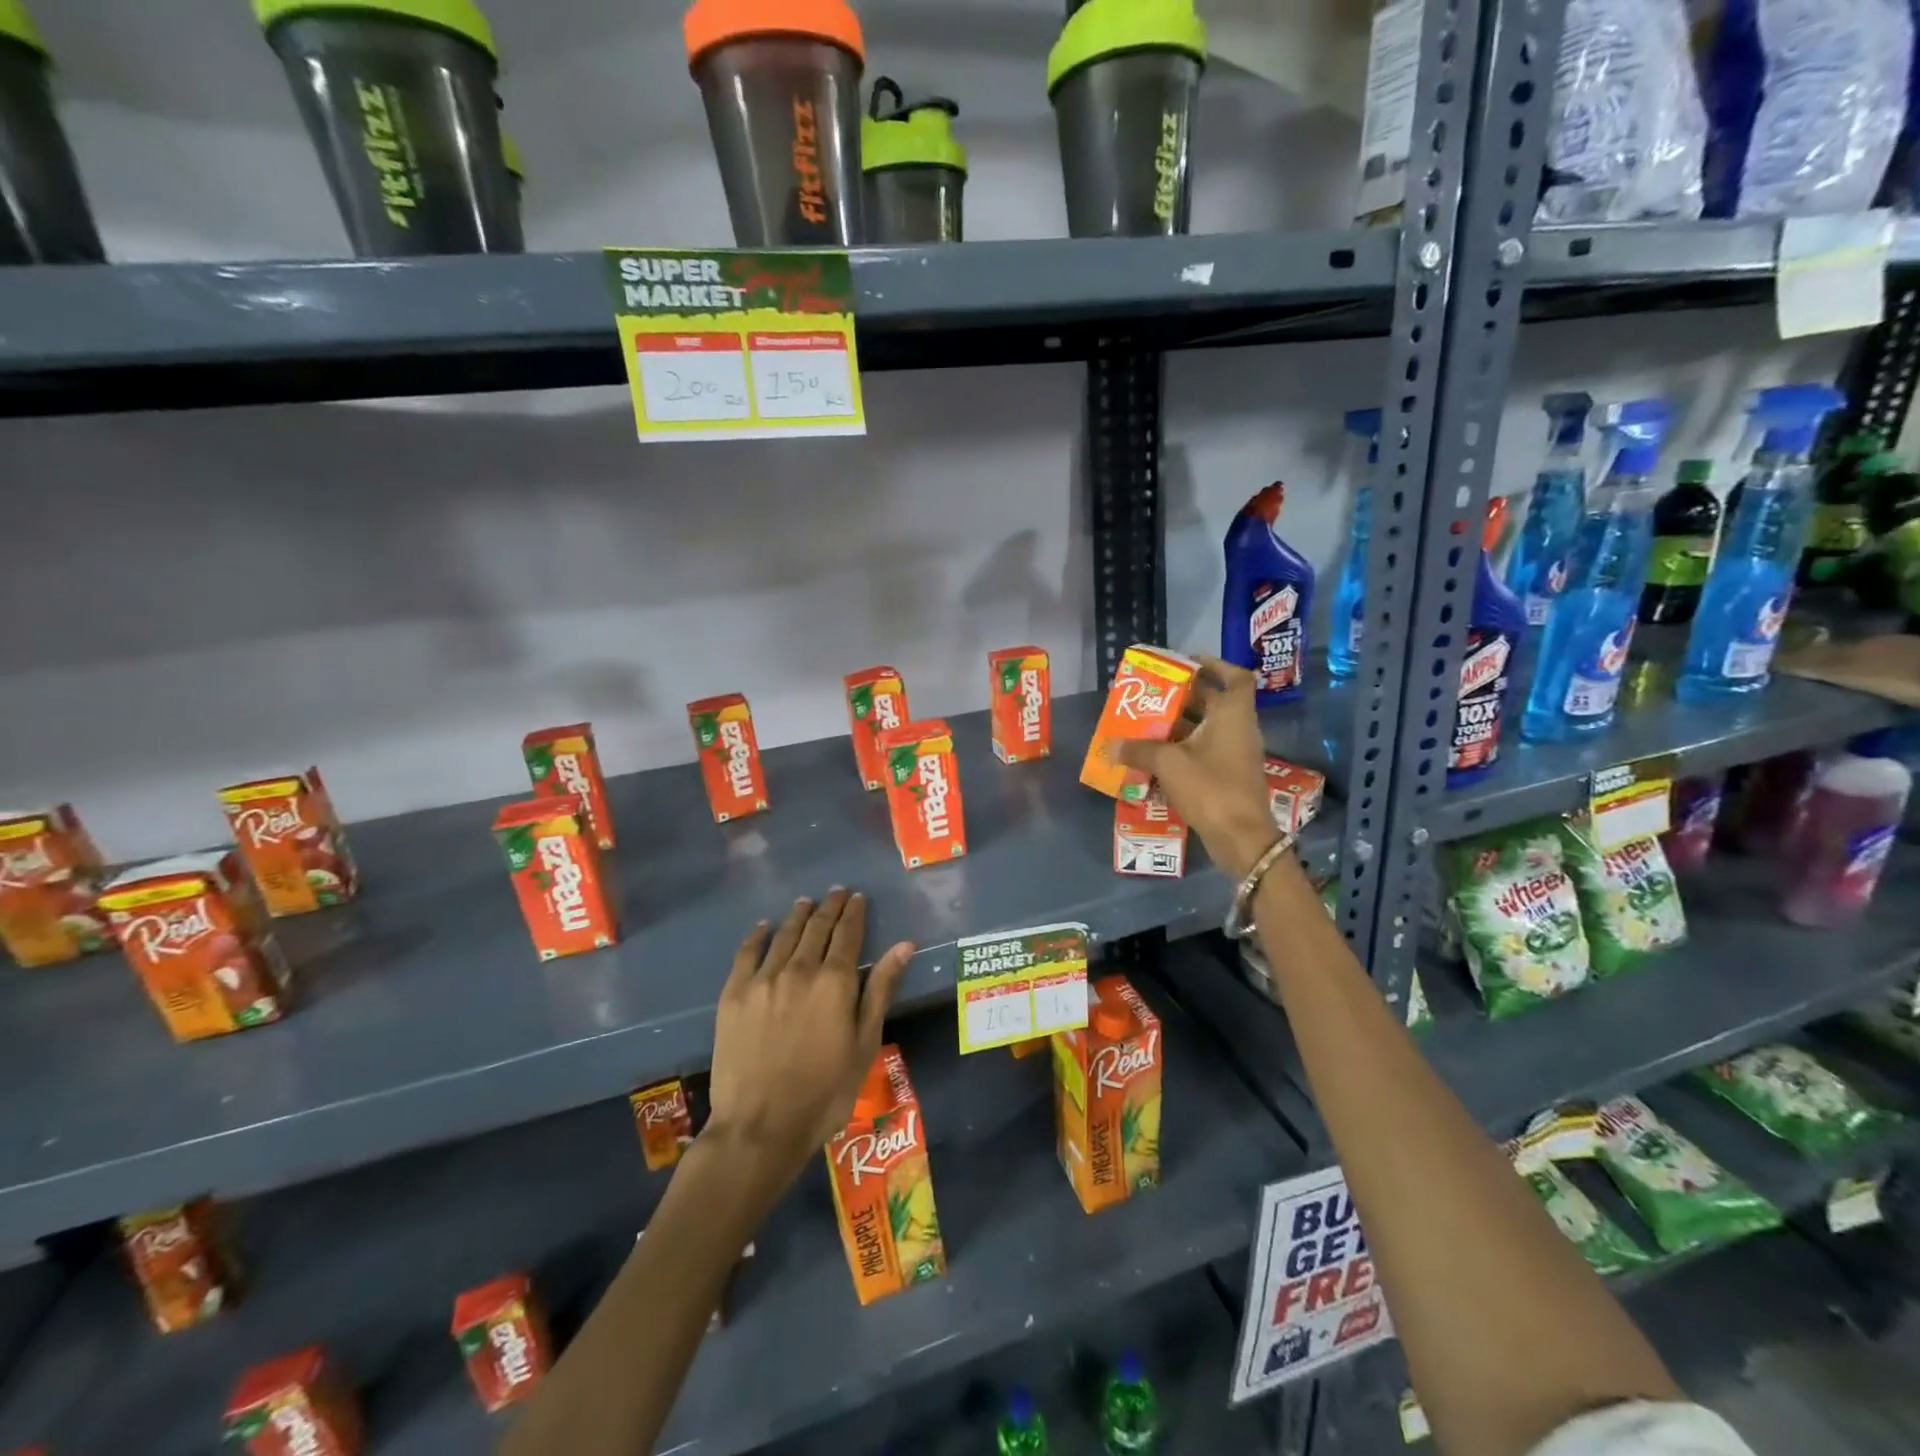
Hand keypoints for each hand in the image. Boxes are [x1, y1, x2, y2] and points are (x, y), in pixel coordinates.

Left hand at [705, 889, 913, 1190]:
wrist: (760, 1126)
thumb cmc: (825, 1091)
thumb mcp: (864, 1044)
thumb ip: (880, 990)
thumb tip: (904, 945)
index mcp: (834, 981)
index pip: (847, 934)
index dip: (854, 913)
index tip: (858, 897)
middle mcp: (799, 969)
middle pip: (816, 928)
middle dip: (829, 907)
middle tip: (836, 893)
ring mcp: (762, 979)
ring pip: (784, 935)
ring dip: (798, 915)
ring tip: (805, 902)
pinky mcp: (734, 994)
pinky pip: (747, 953)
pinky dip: (758, 935)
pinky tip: (764, 927)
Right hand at [1117, 656, 1278, 879]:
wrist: (1241, 838)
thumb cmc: (1210, 788)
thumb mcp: (1168, 764)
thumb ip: (1139, 750)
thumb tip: (1112, 745)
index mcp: (1233, 715)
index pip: (1236, 678)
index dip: (1216, 666)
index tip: (1190, 663)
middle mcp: (1239, 730)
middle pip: (1215, 703)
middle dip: (1185, 697)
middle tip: (1154, 695)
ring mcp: (1236, 755)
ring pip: (1207, 730)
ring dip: (1181, 725)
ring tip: (1148, 724)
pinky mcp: (1229, 777)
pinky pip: (1205, 753)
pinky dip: (1183, 750)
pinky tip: (1156, 757)